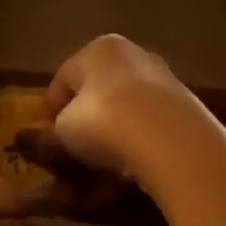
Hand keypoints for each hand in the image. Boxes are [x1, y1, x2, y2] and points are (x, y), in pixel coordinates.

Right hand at [42, 34, 210, 184]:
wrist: (174, 144)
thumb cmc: (103, 122)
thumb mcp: (61, 131)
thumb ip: (48, 135)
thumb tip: (38, 141)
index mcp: (98, 49)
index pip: (62, 80)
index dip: (47, 112)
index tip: (40, 140)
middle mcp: (133, 57)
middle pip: (95, 95)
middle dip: (80, 127)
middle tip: (67, 156)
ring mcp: (164, 83)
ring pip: (122, 116)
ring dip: (106, 143)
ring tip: (94, 174)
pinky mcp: (186, 113)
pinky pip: (146, 132)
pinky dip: (131, 151)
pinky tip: (122, 176)